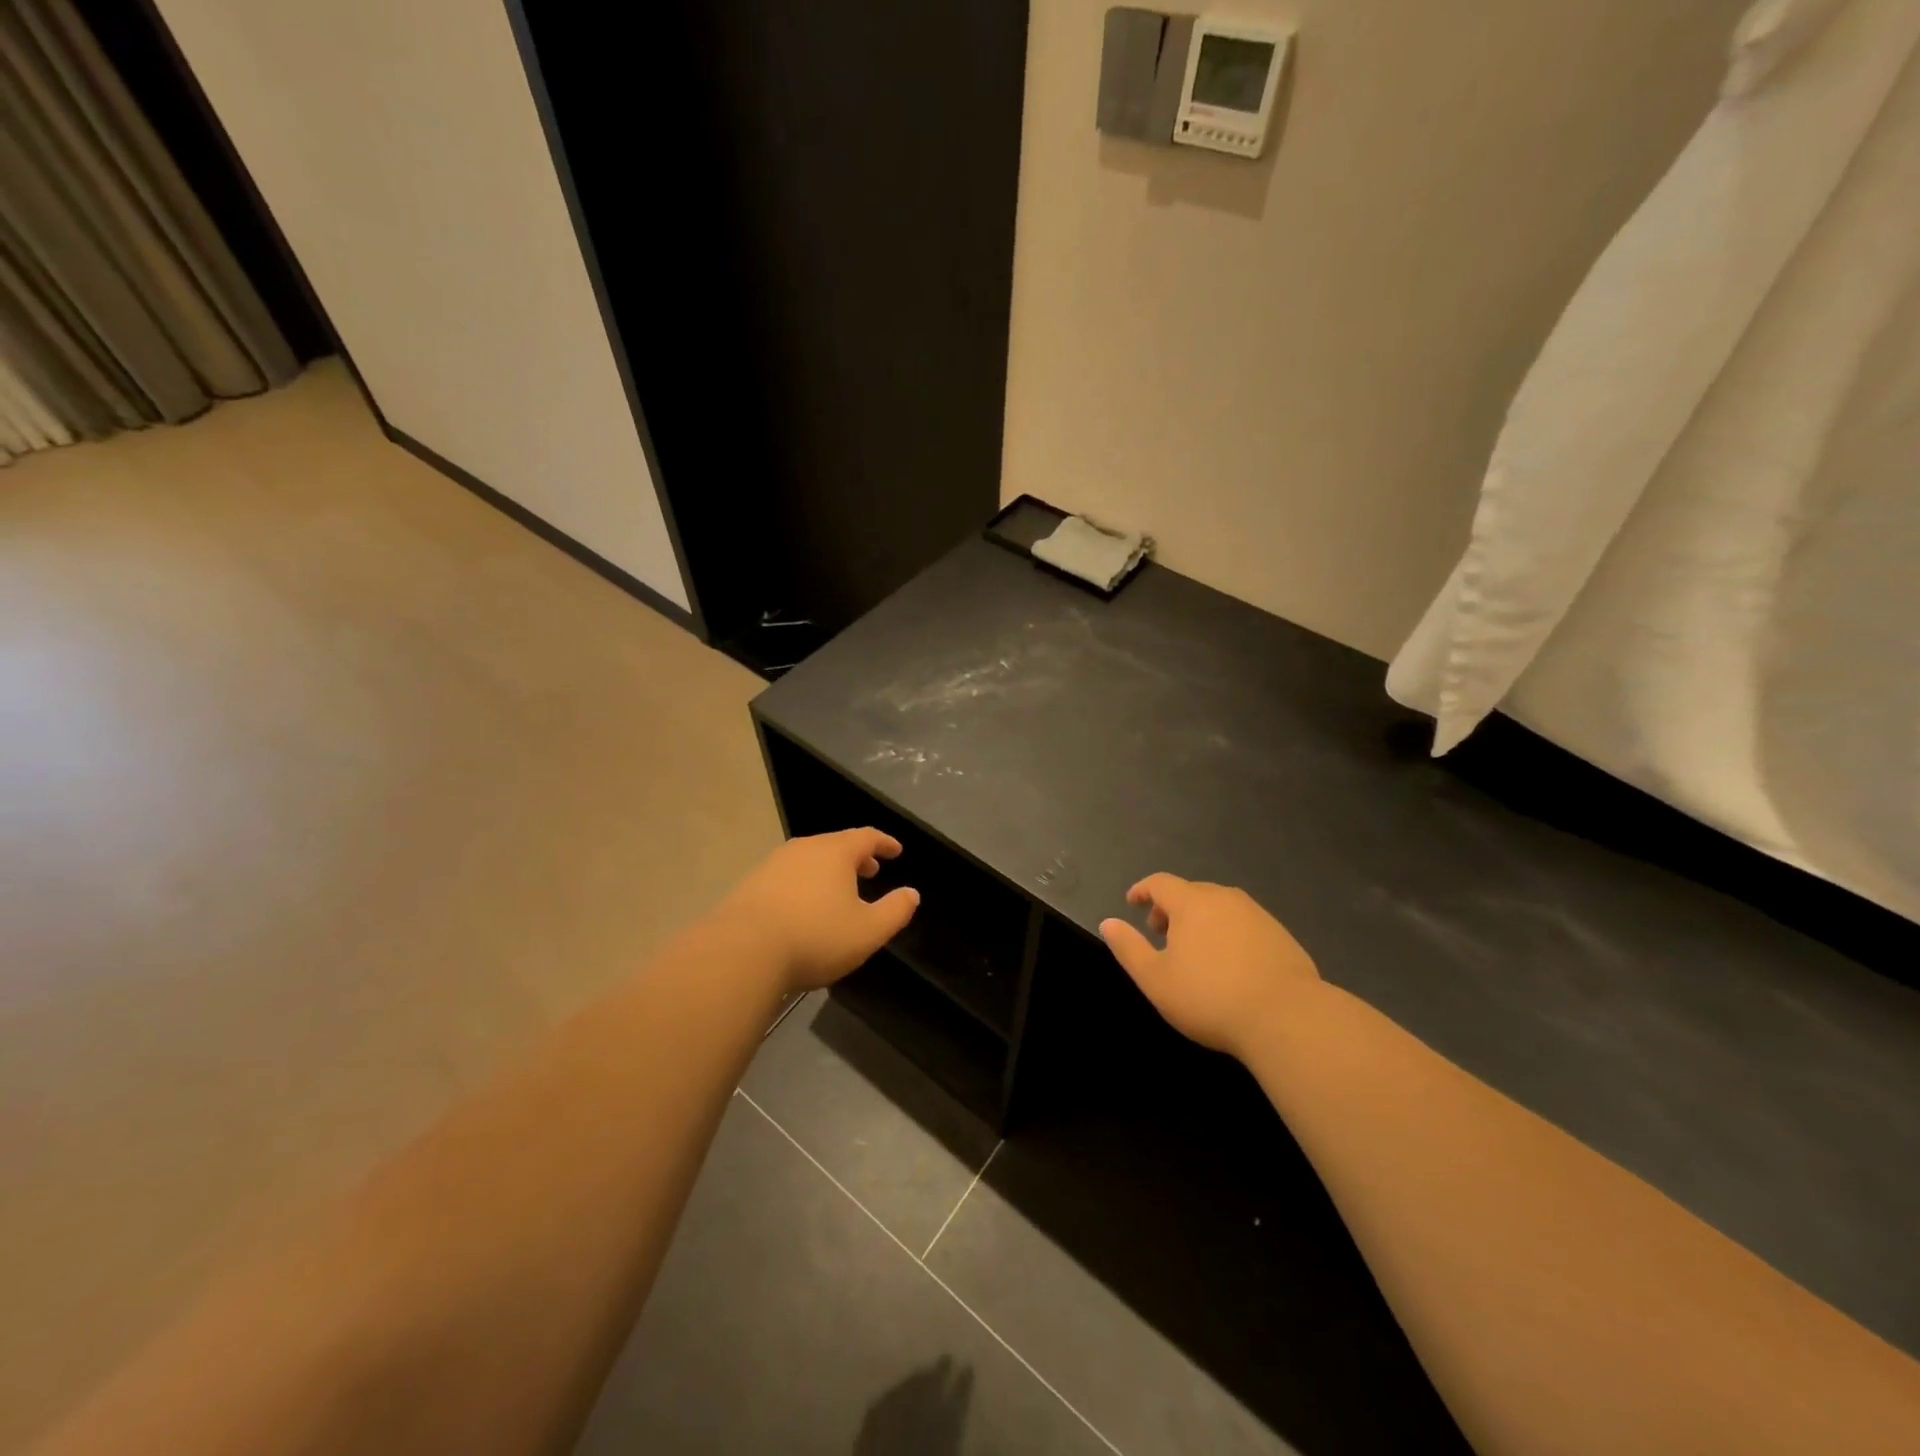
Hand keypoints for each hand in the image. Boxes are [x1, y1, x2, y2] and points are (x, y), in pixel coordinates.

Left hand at [719, 829, 919, 991]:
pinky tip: (803, 909)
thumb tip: (912, 893)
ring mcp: (773, 865)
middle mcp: (803, 849)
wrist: (742, 951)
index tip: (896, 851)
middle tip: (870, 870)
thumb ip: (895, 910)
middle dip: (856, 857)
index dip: (885, 842)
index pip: (866, 837)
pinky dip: (804, 885)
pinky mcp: (750, 885)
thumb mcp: (868, 931)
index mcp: (835, 852)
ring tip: (837, 892)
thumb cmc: (815, 936)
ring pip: (809, 860)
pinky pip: (788, 877)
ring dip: (828, 872)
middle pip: (836, 845)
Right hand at [1099, 873, 1320, 1060]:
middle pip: (1191, 892)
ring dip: (1201, 920)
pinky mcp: (1281, 935)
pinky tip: (1230, 963)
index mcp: (1192, 902)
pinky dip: (1227, 932)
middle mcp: (1225, 898)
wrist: (1287, 1017)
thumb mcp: (1155, 978)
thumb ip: (1128, 947)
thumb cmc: (1210, 997)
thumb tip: (1108, 923)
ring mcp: (1257, 915)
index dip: (1142, 890)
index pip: (1160, 883)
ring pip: (1220, 907)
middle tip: (1160, 933)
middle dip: (1171, 907)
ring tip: (1195, 950)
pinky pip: (1243, 924)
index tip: (1132, 902)